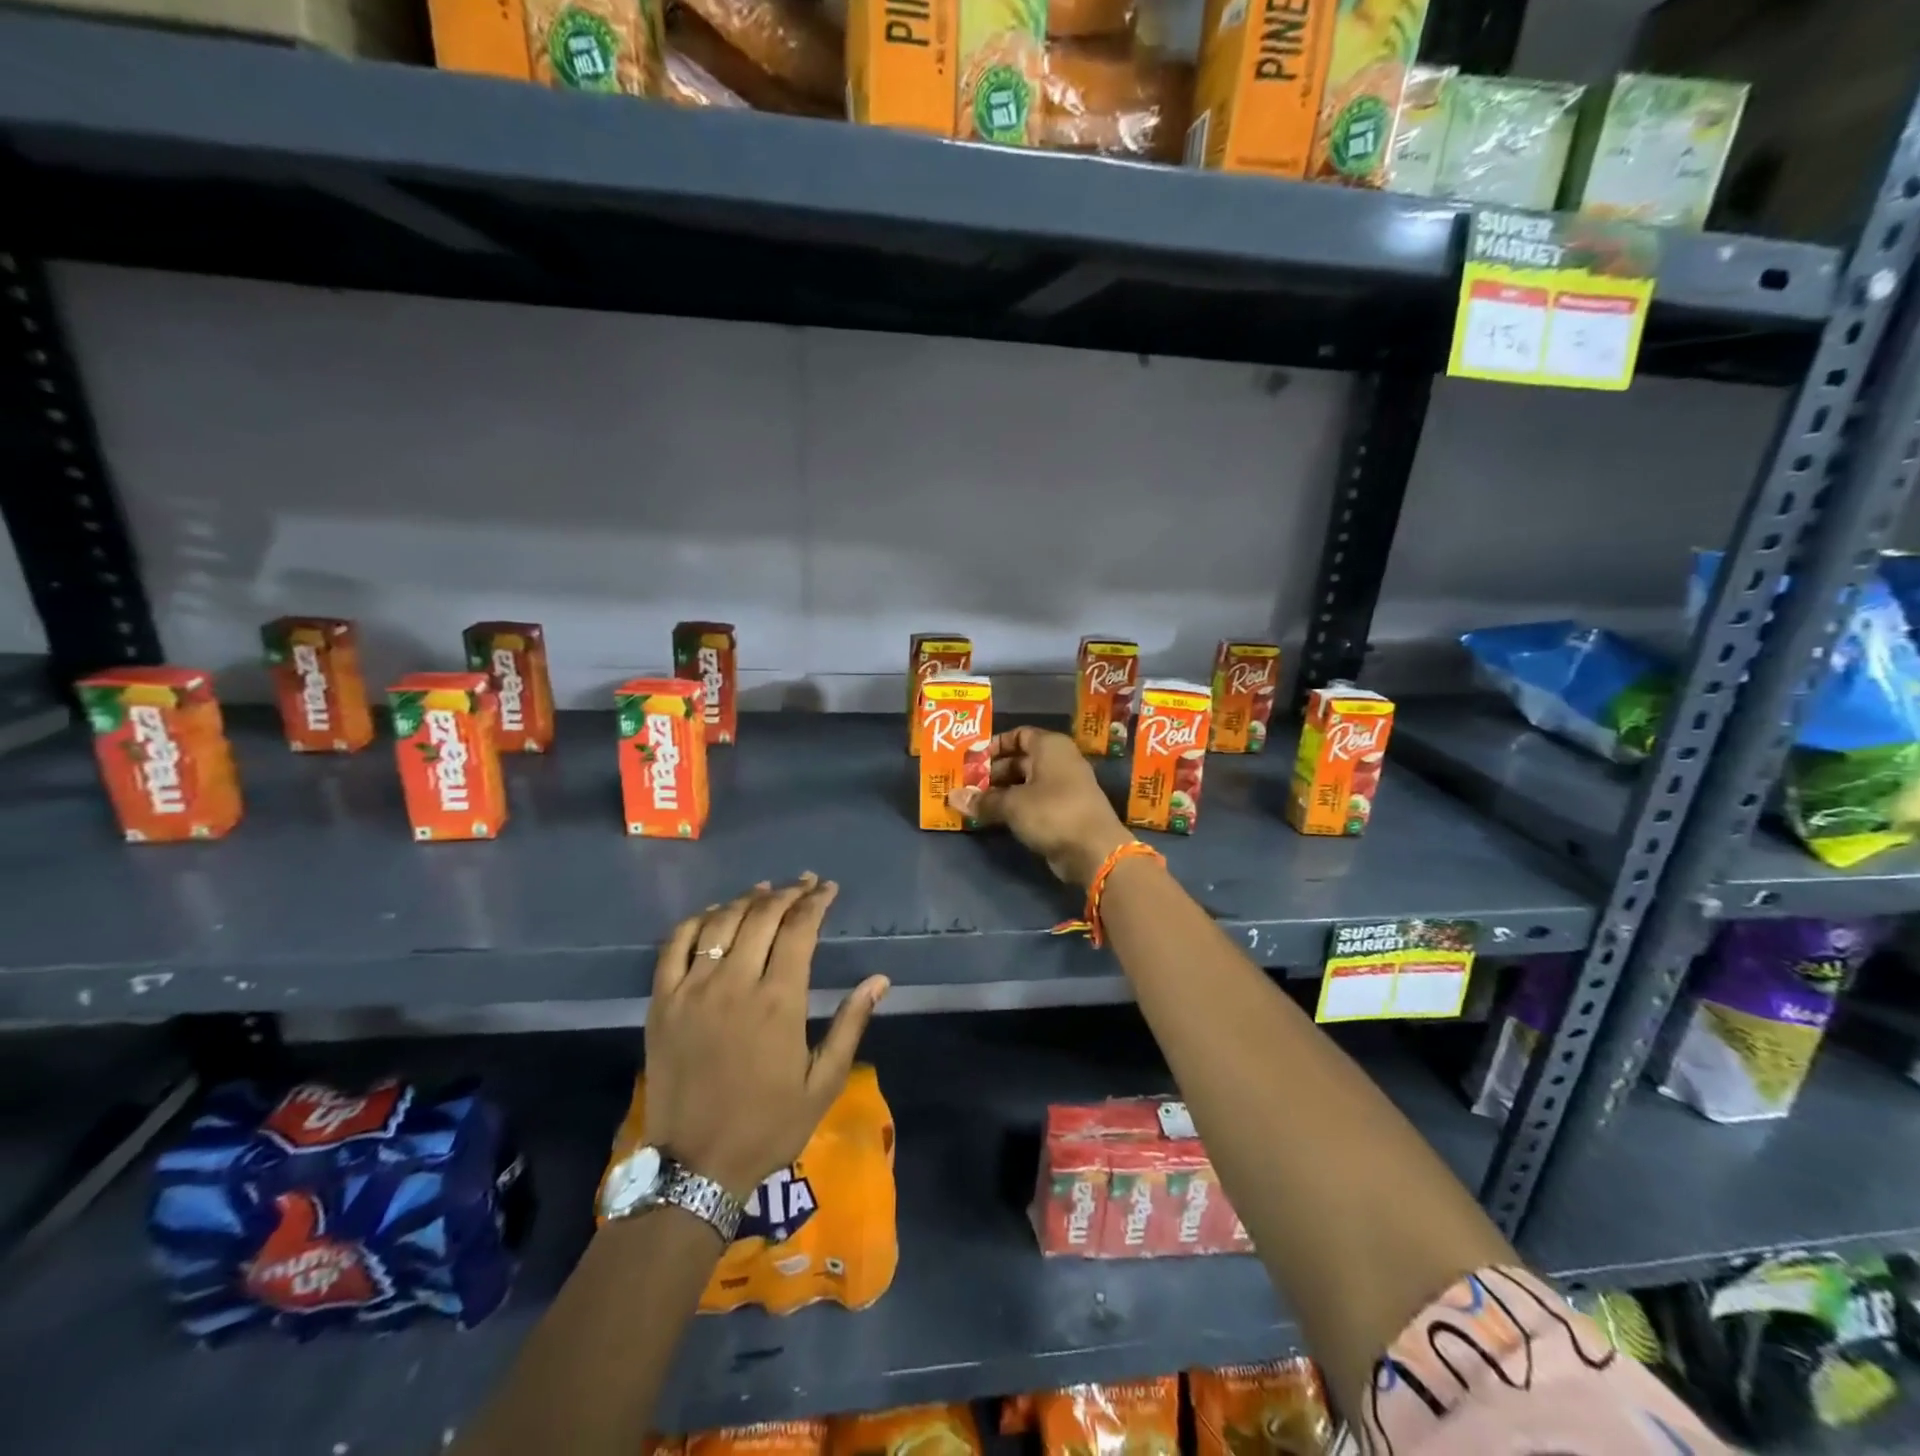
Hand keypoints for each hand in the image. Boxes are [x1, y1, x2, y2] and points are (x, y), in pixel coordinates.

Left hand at [643, 875, 888, 1199]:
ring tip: (765, 890)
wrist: (696, 1166)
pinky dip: (697, 920)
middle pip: (762, 916)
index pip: (799, 929)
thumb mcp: (824, 1083)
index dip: (816, 902)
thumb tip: (879, 980)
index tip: (828, 889)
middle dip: (788, 892)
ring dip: (746, 899)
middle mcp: (735, 983)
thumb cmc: (768, 1125)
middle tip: (804, 884)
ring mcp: (692, 990)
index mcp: (779, 1001)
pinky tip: (714, 914)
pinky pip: (675, 944)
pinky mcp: (662, 1002)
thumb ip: (850, 1024)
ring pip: (720, 922)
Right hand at [947, 727, 1133, 887]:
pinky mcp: (1064, 811)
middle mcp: (1059, 761)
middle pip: (1020, 760)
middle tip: (966, 785)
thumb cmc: (1052, 812)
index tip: (972, 760)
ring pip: (1025, 783)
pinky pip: (1033, 802)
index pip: (1019, 735)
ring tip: (974, 803)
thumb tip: (953, 797)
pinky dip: (1015, 807)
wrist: (1094, 850)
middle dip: (993, 772)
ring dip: (1001, 792)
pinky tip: (993, 818)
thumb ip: (982, 800)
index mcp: (1050, 746)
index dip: (994, 745)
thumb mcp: (1012, 804)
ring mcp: (1064, 787)